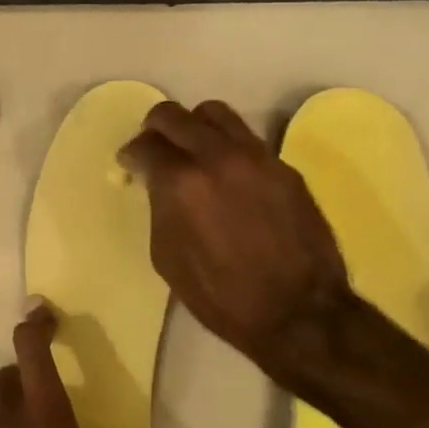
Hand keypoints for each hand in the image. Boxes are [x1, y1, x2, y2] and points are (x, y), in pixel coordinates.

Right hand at [119, 100, 350, 371]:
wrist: (298, 313)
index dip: (131, 154)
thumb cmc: (221, 296)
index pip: (146, 145)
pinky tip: (228, 173)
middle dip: (156, 127)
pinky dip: (227, 146)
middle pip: (175, 115)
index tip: (130, 164)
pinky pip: (247, 139)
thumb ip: (159, 207)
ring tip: (192, 148)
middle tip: (154, 147)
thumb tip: (159, 185)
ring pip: (216, 114)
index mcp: (181, 182)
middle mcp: (217, 156)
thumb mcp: (167, 256)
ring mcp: (256, 157)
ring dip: (195, 125)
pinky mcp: (284, 167)